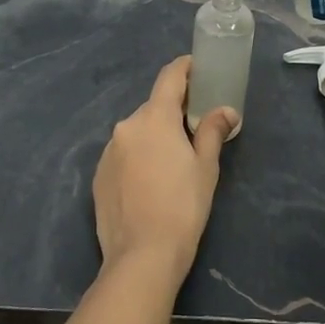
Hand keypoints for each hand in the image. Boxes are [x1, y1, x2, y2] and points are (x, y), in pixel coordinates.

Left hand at [93, 56, 236, 277]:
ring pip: (137, 132)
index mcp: (154, 118)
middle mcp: (126, 126)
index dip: (185, 68)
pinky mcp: (99, 175)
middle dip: (173, 111)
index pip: (169, 77)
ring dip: (154, 136)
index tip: (198, 67)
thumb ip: (213, 132)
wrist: (141, 256)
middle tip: (194, 125)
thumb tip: (225, 111)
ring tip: (172, 160)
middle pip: (153, 107)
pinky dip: (138, 157)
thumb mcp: (205, 167)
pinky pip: (123, 154)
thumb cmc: (183, 206)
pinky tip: (150, 181)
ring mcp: (108, 151)